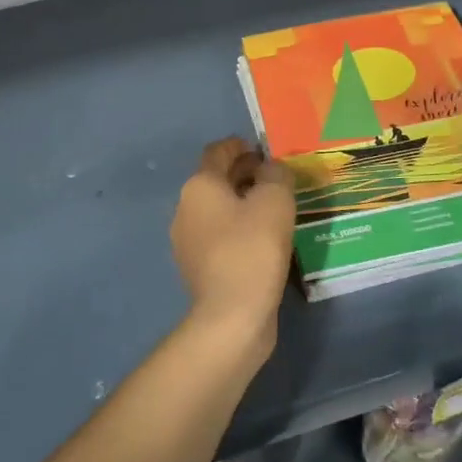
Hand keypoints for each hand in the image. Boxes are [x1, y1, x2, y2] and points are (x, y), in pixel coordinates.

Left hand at [170, 137, 296, 346]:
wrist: (232, 316)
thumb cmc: (253, 248)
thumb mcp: (275, 200)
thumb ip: (275, 174)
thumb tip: (270, 168)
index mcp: (200, 186)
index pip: (217, 152)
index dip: (240, 145)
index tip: (263, 149)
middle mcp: (185, 208)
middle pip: (215, 180)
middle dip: (243, 174)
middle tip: (274, 177)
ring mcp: (187, 241)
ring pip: (217, 209)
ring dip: (241, 203)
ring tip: (273, 208)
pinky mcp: (198, 268)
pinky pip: (219, 236)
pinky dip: (238, 229)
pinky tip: (262, 239)